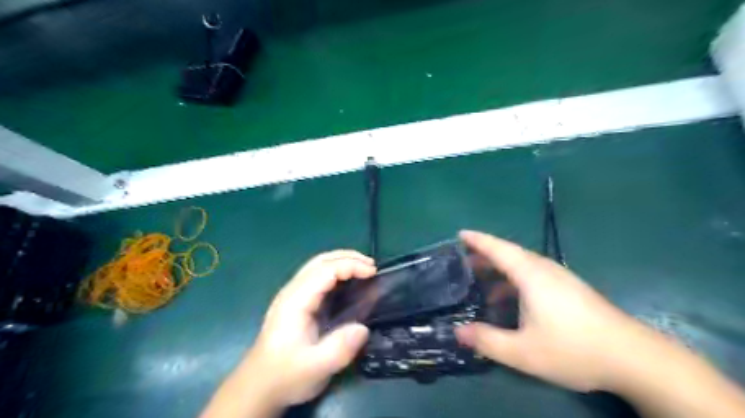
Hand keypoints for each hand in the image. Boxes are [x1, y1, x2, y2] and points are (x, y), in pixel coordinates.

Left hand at [246, 250, 374, 406]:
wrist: (257, 386)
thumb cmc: (285, 375)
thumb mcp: (315, 368)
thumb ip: (340, 348)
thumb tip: (363, 328)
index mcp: (296, 301)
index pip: (325, 270)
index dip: (350, 266)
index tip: (372, 273)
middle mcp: (293, 291)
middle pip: (320, 261)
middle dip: (348, 257)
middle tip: (372, 266)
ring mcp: (293, 295)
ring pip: (318, 265)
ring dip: (342, 262)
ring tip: (365, 269)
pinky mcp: (296, 302)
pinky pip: (318, 277)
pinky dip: (336, 271)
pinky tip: (349, 282)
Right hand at [451, 232, 648, 391]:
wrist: (635, 358)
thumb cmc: (574, 349)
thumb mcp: (523, 352)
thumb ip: (487, 341)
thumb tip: (457, 332)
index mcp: (531, 275)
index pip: (498, 248)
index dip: (477, 240)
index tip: (460, 234)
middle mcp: (545, 269)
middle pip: (509, 254)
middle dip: (485, 256)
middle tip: (463, 263)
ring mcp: (560, 278)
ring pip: (522, 265)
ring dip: (500, 270)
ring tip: (481, 283)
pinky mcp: (569, 289)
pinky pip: (533, 275)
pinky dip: (514, 280)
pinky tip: (510, 302)